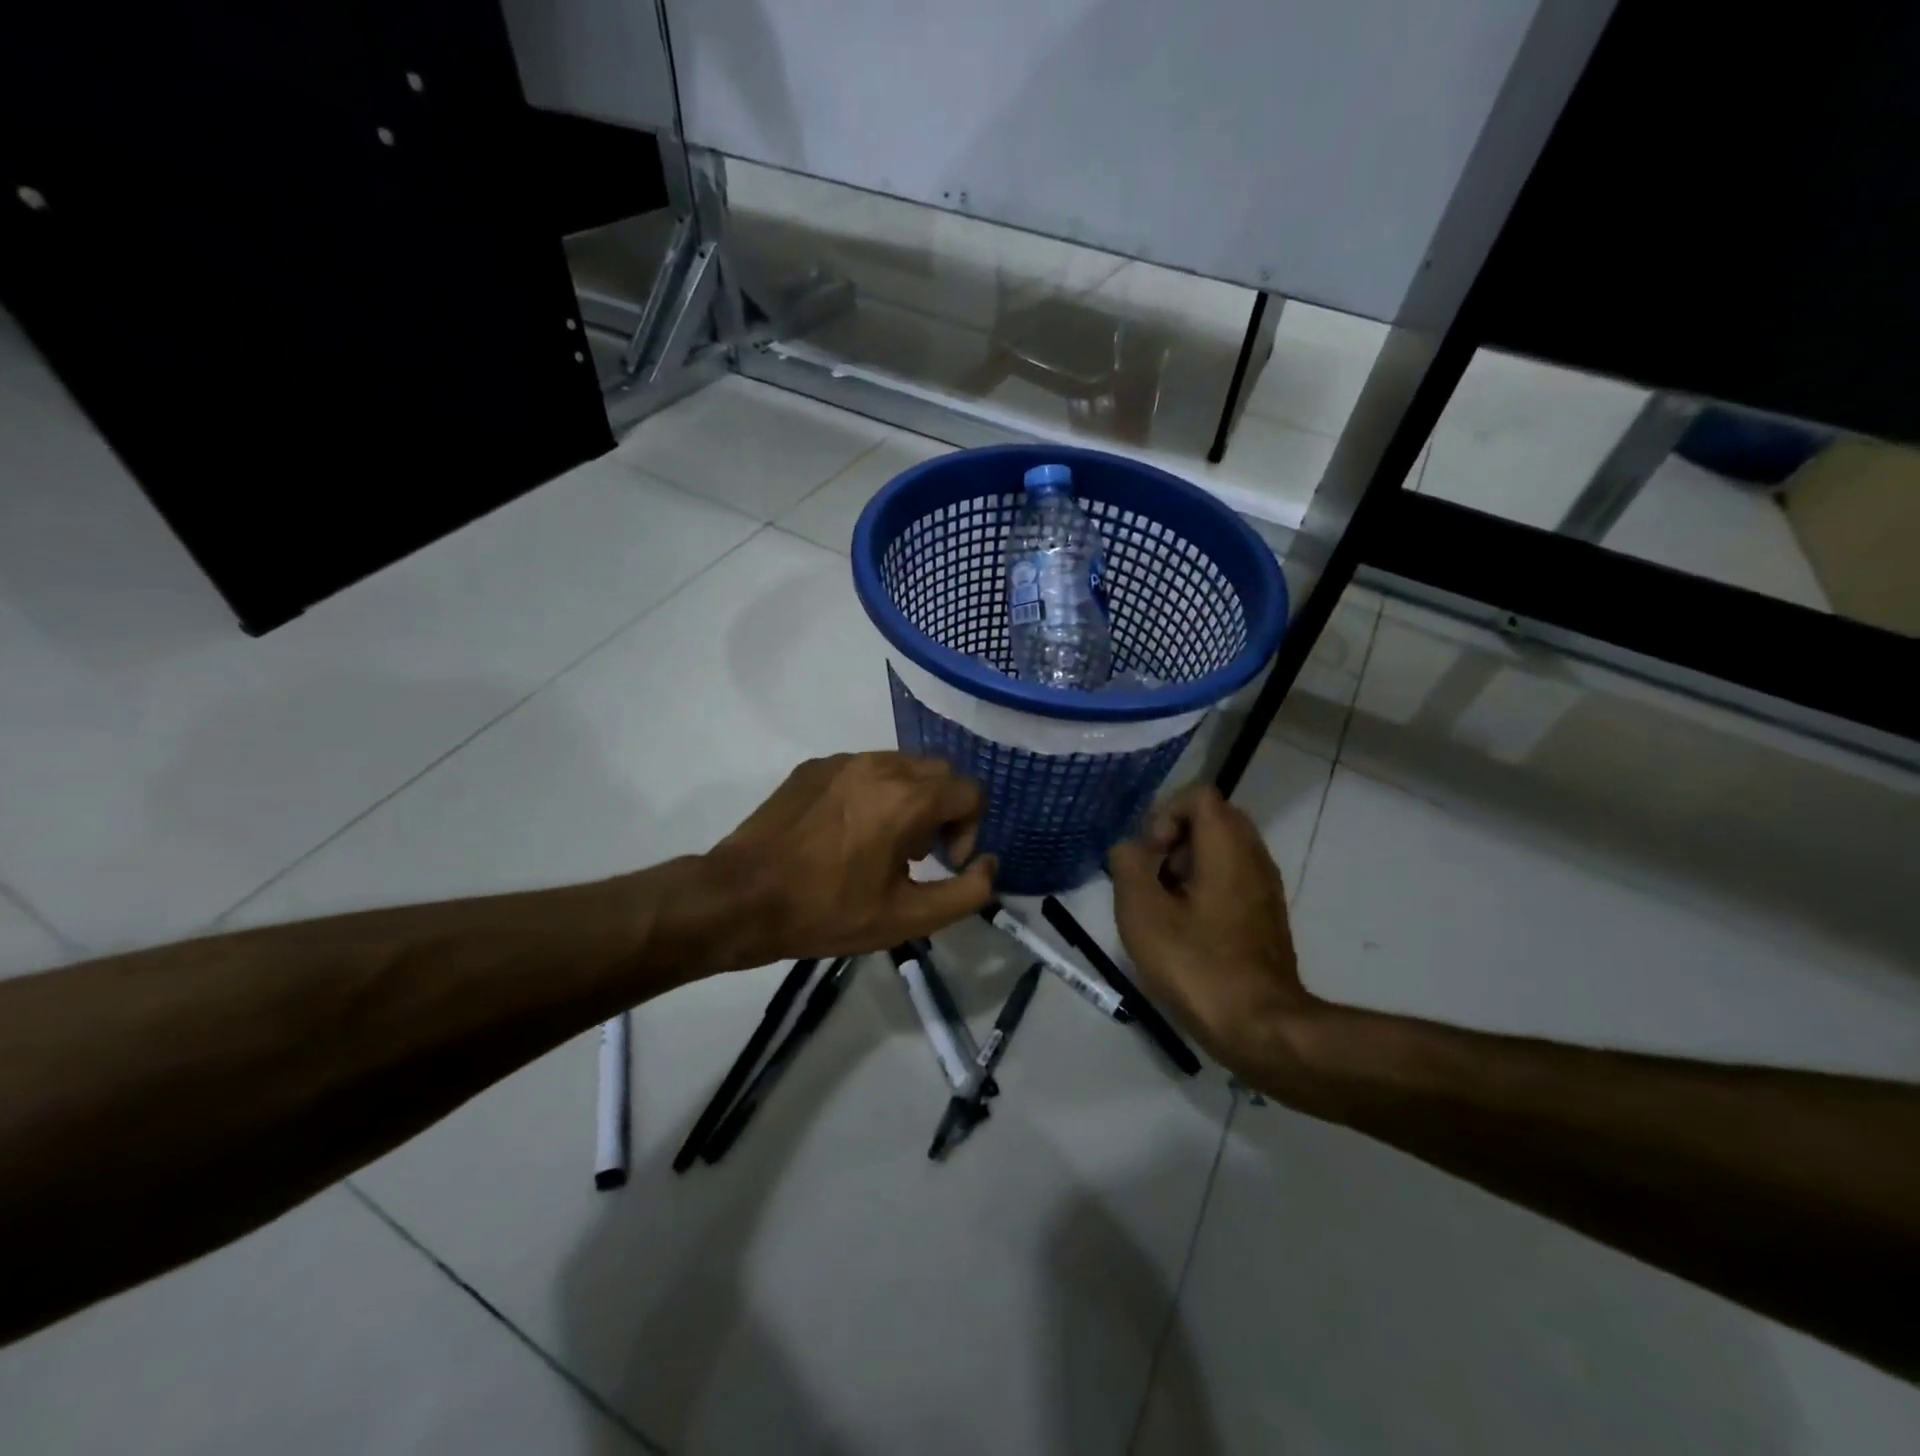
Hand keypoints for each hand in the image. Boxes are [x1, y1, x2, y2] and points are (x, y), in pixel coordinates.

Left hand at [706, 752, 996, 962]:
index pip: (971, 792)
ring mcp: (843, 761)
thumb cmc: (827, 911)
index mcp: (908, 797)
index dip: (969, 830)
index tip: (944, 863)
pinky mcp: (814, 766)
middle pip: (939, 773)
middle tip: (917, 854)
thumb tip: (990, 865)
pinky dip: (873, 793)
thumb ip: (966, 893)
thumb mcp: (907, 919)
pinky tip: (845, 834)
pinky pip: (863, 769)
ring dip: (909, 799)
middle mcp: (880, 764)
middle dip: (943, 810)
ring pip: (901, 766)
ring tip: (881, 844)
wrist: (741, 898)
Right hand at [1108, 784, 1315, 1088]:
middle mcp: (1254, 856)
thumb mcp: (1142, 913)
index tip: (1151, 855)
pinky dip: (1205, 885)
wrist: (1260, 1027)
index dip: (1165, 814)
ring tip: (1165, 905)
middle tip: (1154, 876)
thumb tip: (1130, 847)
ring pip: (1222, 849)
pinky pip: (1232, 876)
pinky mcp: (1266, 914)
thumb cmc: (1196, 965)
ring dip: (1187, 864)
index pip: (1199, 795)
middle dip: (1174, 838)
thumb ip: (1128, 865)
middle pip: (1212, 818)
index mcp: (1228, 847)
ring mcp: (1265, 886)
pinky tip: (1186, 927)